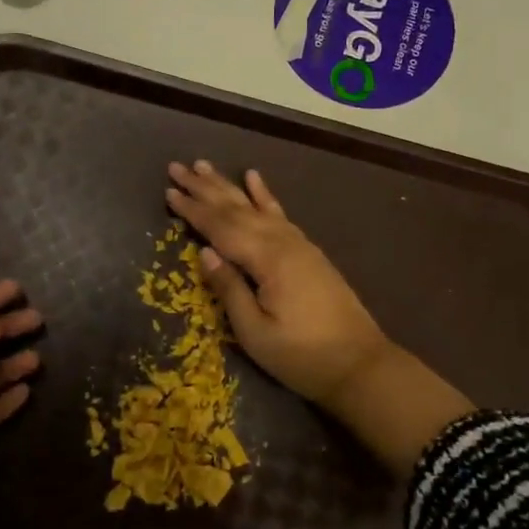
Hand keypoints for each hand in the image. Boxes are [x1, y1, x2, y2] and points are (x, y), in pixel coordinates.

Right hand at [165, 161, 389, 408]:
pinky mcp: (307, 251)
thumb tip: (204, 251)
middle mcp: (281, 242)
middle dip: (204, 188)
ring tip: (204, 165)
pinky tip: (253, 177)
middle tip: (177, 167)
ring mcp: (297, 243)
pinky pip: (279, 214)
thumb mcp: (256, 332)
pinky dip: (264, 194)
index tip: (168, 191)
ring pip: (254, 206)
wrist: (360, 364)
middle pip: (235, 208)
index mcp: (267, 260)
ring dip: (227, 185)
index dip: (192, 210)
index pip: (220, 228)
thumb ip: (229, 288)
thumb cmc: (301, 356)